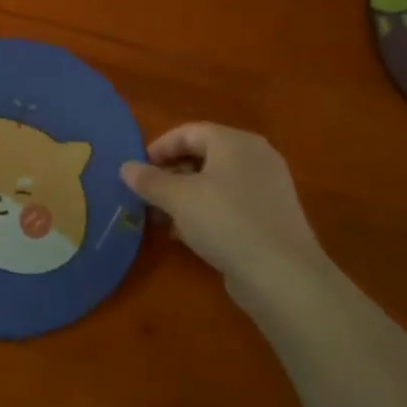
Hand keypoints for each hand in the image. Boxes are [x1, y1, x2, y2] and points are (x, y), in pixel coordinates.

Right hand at [121, 124, 330, 305]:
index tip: (137, 170)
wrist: (281, 274)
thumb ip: (148, 180)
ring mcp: (267, 188)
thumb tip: (125, 167)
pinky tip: (188, 234)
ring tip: (161, 217)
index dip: (159, 147)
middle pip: (203, 155)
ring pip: (215, 182)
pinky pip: (230, 203)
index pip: (189, 132)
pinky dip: (206, 211)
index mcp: (235, 142)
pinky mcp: (271, 216)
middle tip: (146, 194)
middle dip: (170, 174)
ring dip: (184, 195)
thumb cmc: (225, 221)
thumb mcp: (177, 198)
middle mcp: (255, 157)